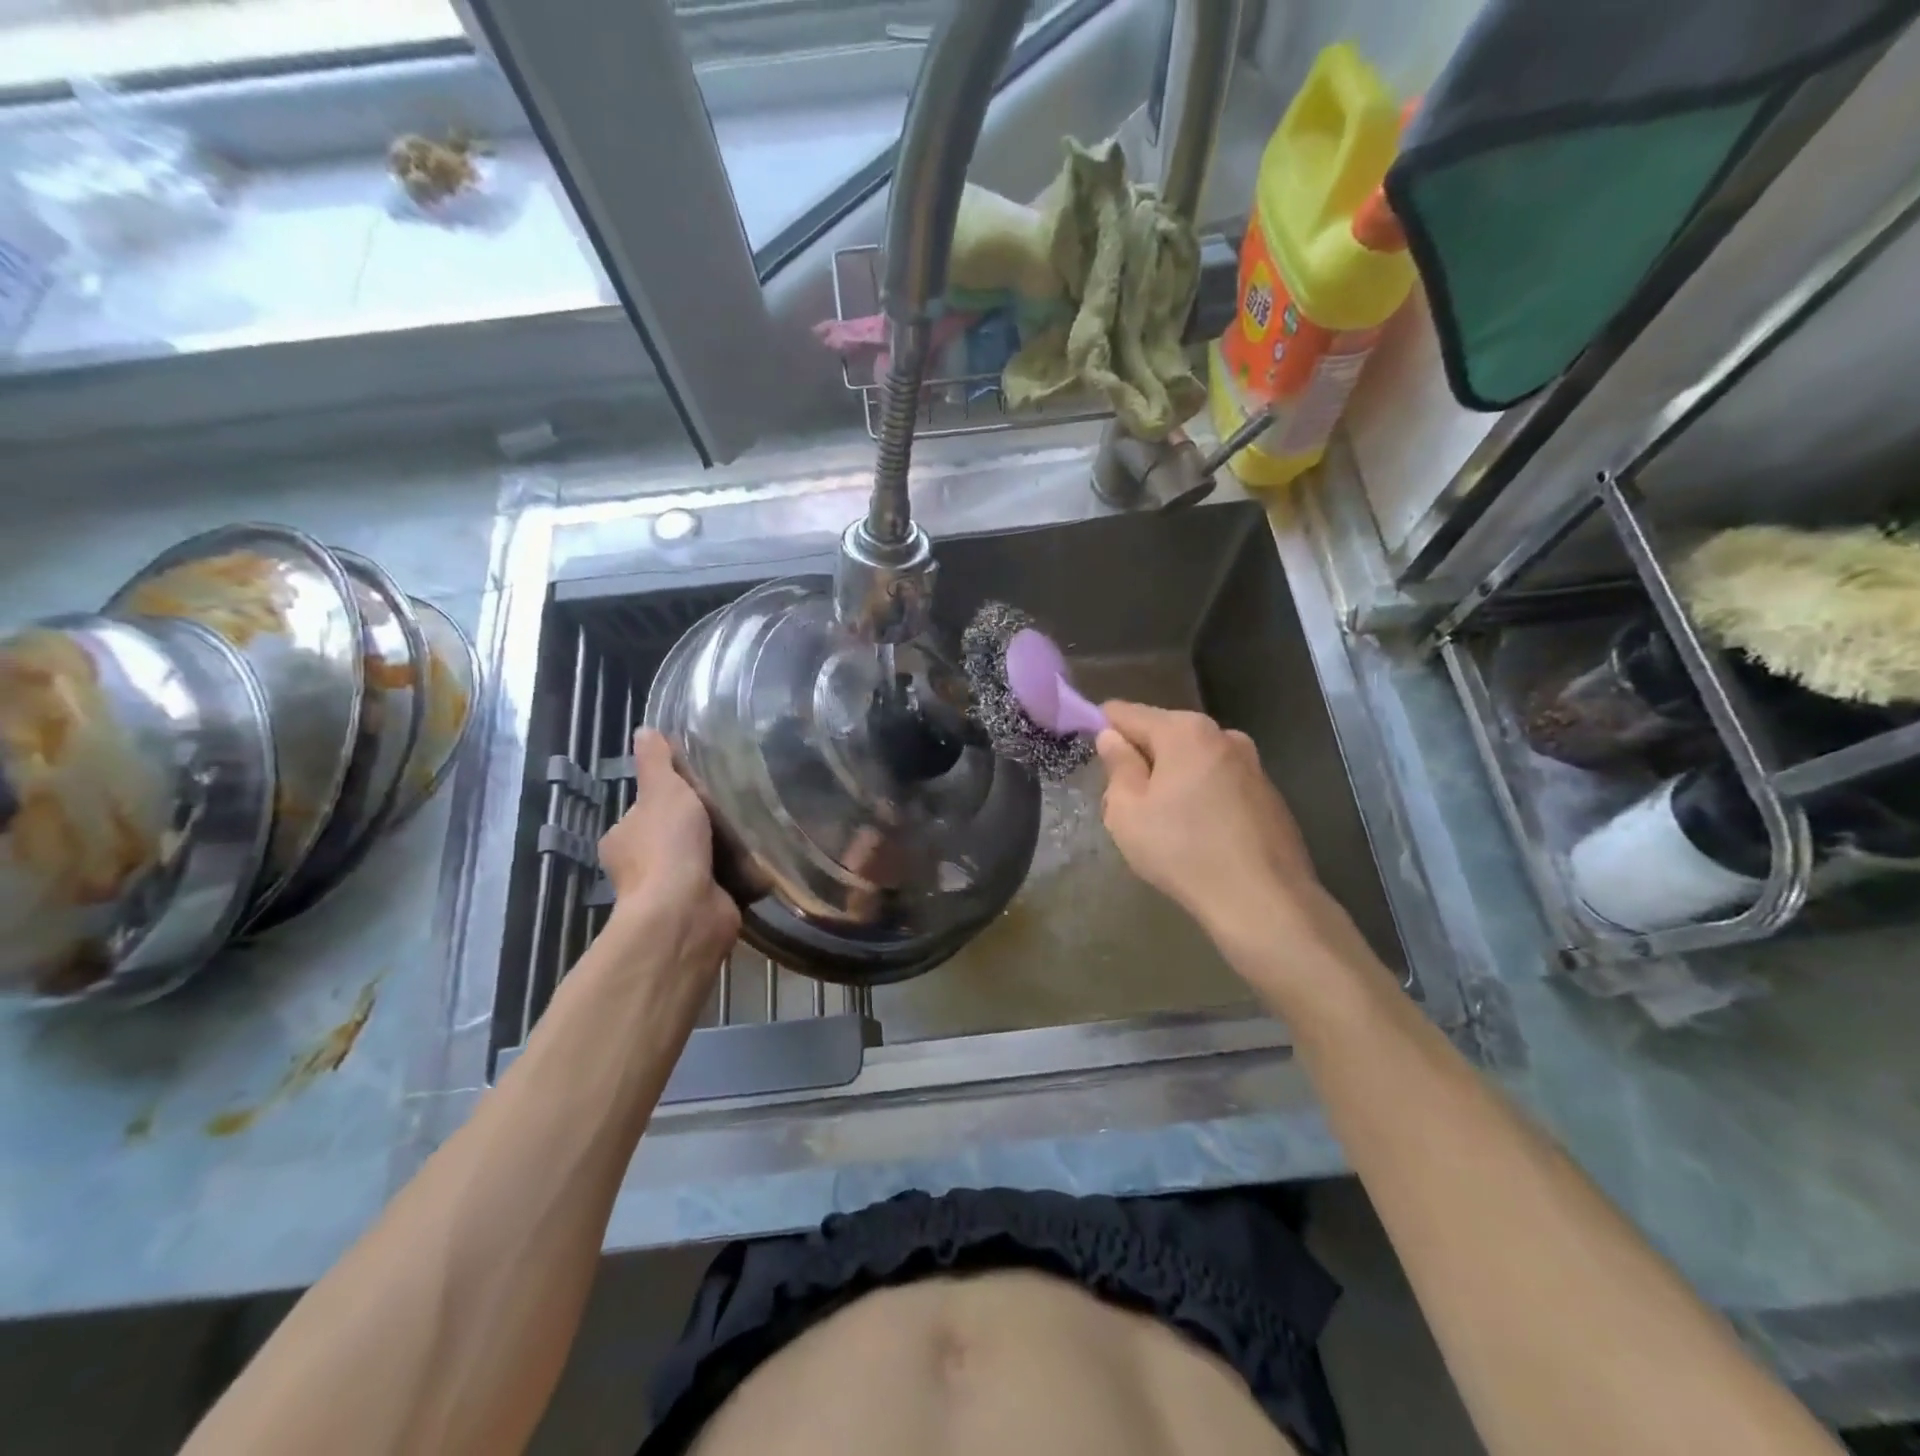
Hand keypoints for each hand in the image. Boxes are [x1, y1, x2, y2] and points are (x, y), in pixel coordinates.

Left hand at [597, 729, 739, 976]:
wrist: (686, 912)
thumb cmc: (667, 846)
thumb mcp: (662, 791)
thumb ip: (656, 762)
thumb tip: (645, 730)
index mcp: (623, 839)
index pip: (646, 810)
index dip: (671, 797)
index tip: (701, 785)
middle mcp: (642, 868)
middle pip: (677, 835)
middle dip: (703, 824)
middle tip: (736, 802)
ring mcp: (672, 892)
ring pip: (703, 859)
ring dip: (726, 849)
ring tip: (757, 825)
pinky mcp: (704, 908)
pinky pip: (727, 883)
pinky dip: (743, 873)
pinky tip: (763, 856)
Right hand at [1095, 702, 1352, 962]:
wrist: (1263, 901)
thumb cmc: (1182, 850)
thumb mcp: (1127, 811)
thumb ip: (1117, 766)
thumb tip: (1112, 737)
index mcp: (1185, 731)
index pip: (1128, 713)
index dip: (1104, 728)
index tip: (1092, 753)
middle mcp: (1223, 735)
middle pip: (1165, 734)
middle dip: (1142, 758)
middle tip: (1125, 801)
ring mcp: (1252, 764)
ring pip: (1194, 760)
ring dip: (1173, 778)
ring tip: (1163, 823)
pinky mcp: (1270, 794)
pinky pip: (1220, 783)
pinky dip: (1202, 796)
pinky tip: (1199, 834)